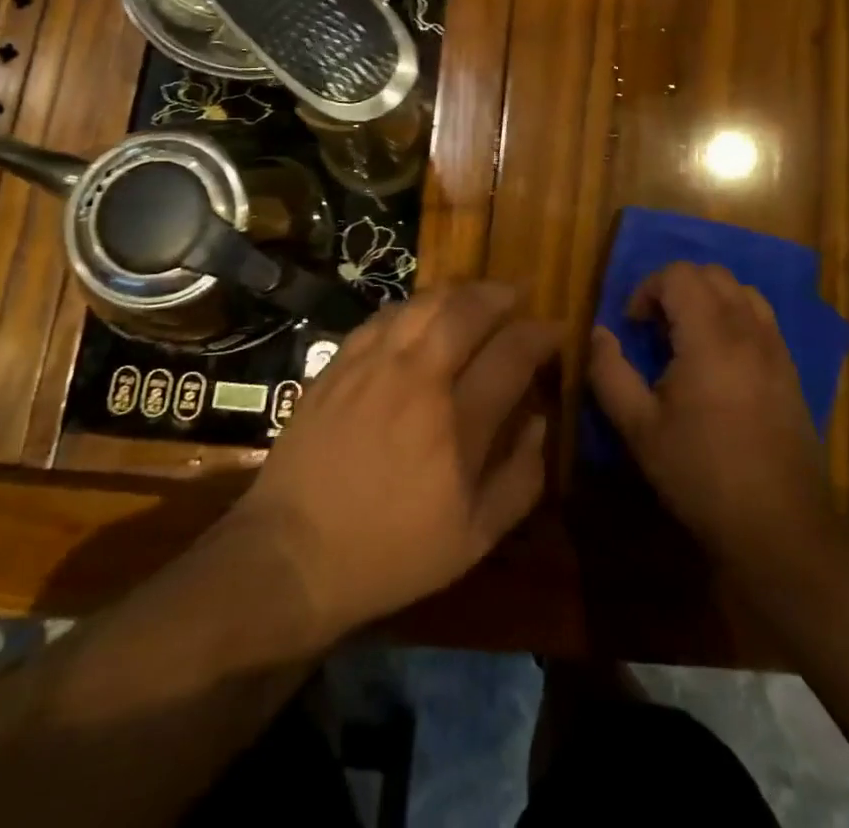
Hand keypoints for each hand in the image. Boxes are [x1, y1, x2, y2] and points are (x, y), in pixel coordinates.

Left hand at [234, 282, 558, 642]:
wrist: (291, 555)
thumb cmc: (391, 553)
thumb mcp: (474, 539)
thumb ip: (521, 479)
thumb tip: (542, 421)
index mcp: (457, 422)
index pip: (512, 353)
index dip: (541, 334)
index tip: (556, 330)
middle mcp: (417, 378)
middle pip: (467, 309)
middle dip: (501, 294)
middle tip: (517, 297)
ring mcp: (372, 365)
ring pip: (424, 303)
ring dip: (459, 293)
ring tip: (475, 298)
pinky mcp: (338, 364)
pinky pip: (384, 317)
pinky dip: (414, 307)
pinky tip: (421, 317)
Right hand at [586, 261, 837, 584]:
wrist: (779, 526)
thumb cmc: (701, 475)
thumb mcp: (639, 428)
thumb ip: (610, 373)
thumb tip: (599, 334)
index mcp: (710, 337)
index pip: (679, 274)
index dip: (648, 288)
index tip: (634, 325)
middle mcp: (748, 330)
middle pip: (712, 273)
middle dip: (676, 287)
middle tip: (656, 328)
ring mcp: (775, 348)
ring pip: (741, 290)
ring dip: (708, 298)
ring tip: (688, 337)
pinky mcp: (790, 370)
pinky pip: (762, 318)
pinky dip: (735, 316)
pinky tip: (720, 360)